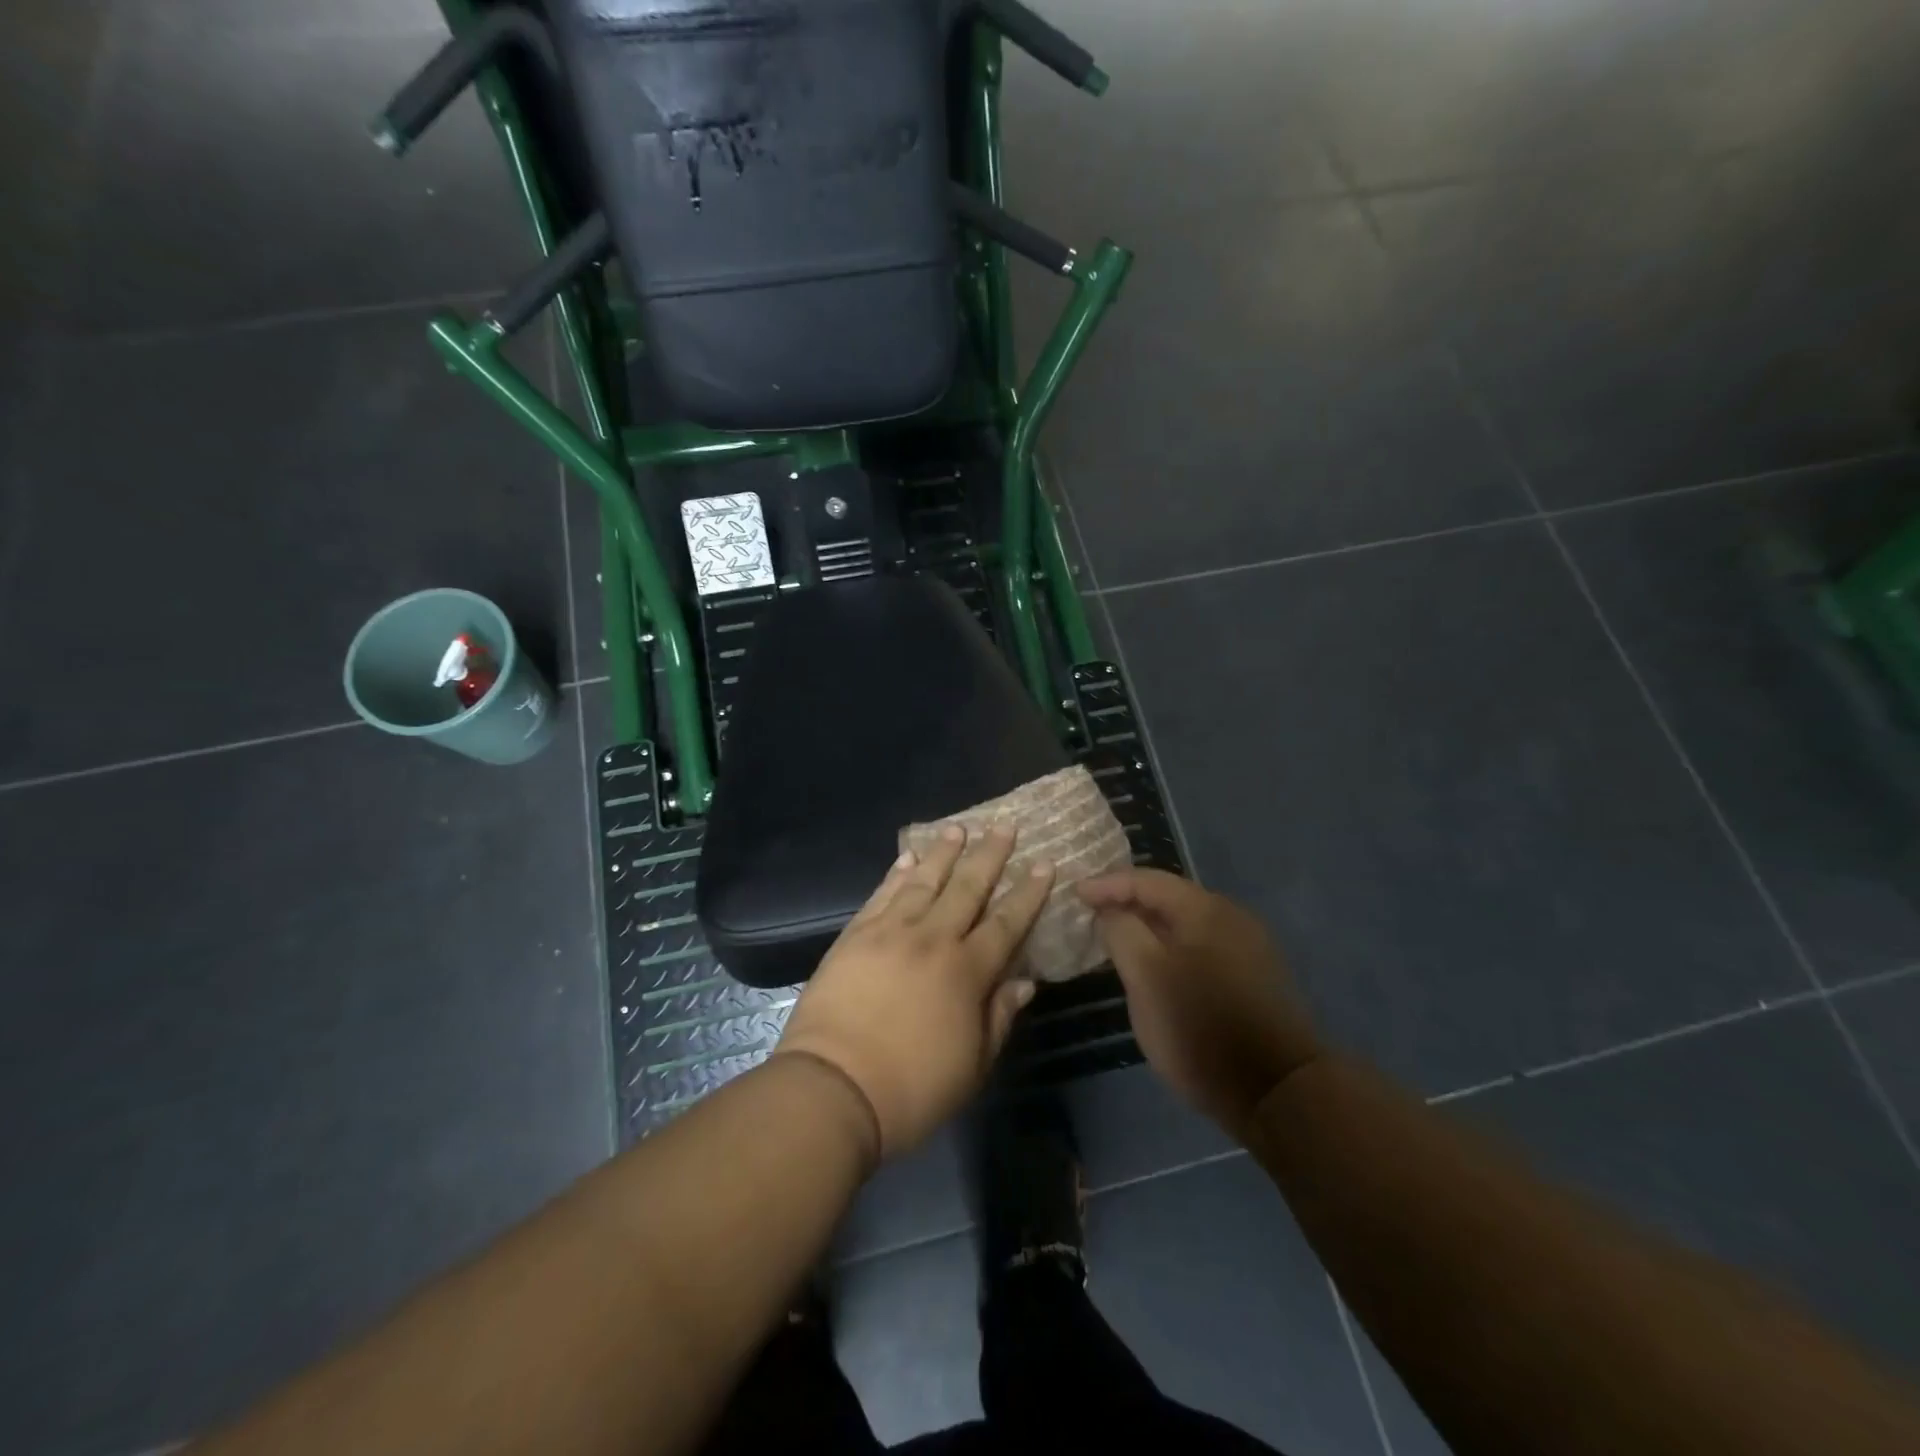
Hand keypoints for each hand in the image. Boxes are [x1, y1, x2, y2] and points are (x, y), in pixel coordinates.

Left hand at [776, 826, 1054, 1159]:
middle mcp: (933, 939)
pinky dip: (897, 874)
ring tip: (958, 829)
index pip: (1007, 922)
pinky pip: (882, 895)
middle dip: (990, 855)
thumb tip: (1024, 982)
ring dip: (943, 853)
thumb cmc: (912, 1089)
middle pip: (968, 888)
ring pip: (924, 881)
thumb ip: (999, 1017)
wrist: (833, 1088)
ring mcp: (890, 932)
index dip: (1028, 892)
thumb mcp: (972, 1066)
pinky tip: (907, 858)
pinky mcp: (856, 936)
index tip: (1044, 863)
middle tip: (1004, 825)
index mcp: (967, 971)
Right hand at [1079, 869, 1321, 1134]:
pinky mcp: (1254, 976)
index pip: (1146, 880)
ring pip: (1186, 924)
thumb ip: (1122, 932)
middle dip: (1128, 902)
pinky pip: (1201, 946)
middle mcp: (1231, 916)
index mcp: (1204, 909)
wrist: (1279, 1091)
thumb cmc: (1202, 1028)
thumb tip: (1111, 911)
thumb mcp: (1147, 977)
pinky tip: (1157, 967)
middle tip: (1093, 914)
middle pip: (1169, 897)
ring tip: (1118, 939)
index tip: (1075, 894)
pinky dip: (1171, 946)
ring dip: (1150, 926)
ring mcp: (1248, 947)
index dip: (1107, 884)